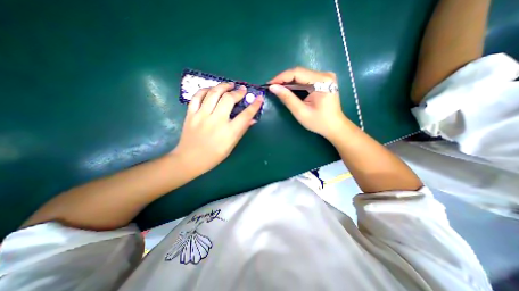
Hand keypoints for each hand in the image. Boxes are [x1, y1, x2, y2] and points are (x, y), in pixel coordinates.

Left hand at [172, 83, 263, 175]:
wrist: (190, 159)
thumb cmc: (214, 156)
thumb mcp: (231, 145)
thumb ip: (242, 130)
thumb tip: (252, 119)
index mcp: (229, 132)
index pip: (246, 115)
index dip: (254, 106)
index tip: (259, 98)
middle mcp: (216, 121)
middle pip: (229, 99)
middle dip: (238, 92)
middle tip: (242, 89)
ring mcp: (202, 116)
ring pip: (213, 93)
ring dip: (223, 86)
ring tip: (229, 85)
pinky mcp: (191, 114)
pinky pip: (197, 96)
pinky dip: (205, 90)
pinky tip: (211, 89)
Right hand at [267, 67, 347, 139]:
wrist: (334, 126)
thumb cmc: (319, 122)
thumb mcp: (301, 112)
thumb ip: (287, 98)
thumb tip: (273, 88)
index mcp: (322, 81)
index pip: (297, 73)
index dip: (281, 77)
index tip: (269, 84)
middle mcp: (325, 75)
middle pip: (299, 72)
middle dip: (283, 79)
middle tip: (272, 87)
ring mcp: (325, 77)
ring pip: (301, 75)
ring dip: (288, 82)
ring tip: (277, 88)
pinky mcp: (323, 81)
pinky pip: (305, 79)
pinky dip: (295, 84)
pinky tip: (287, 89)